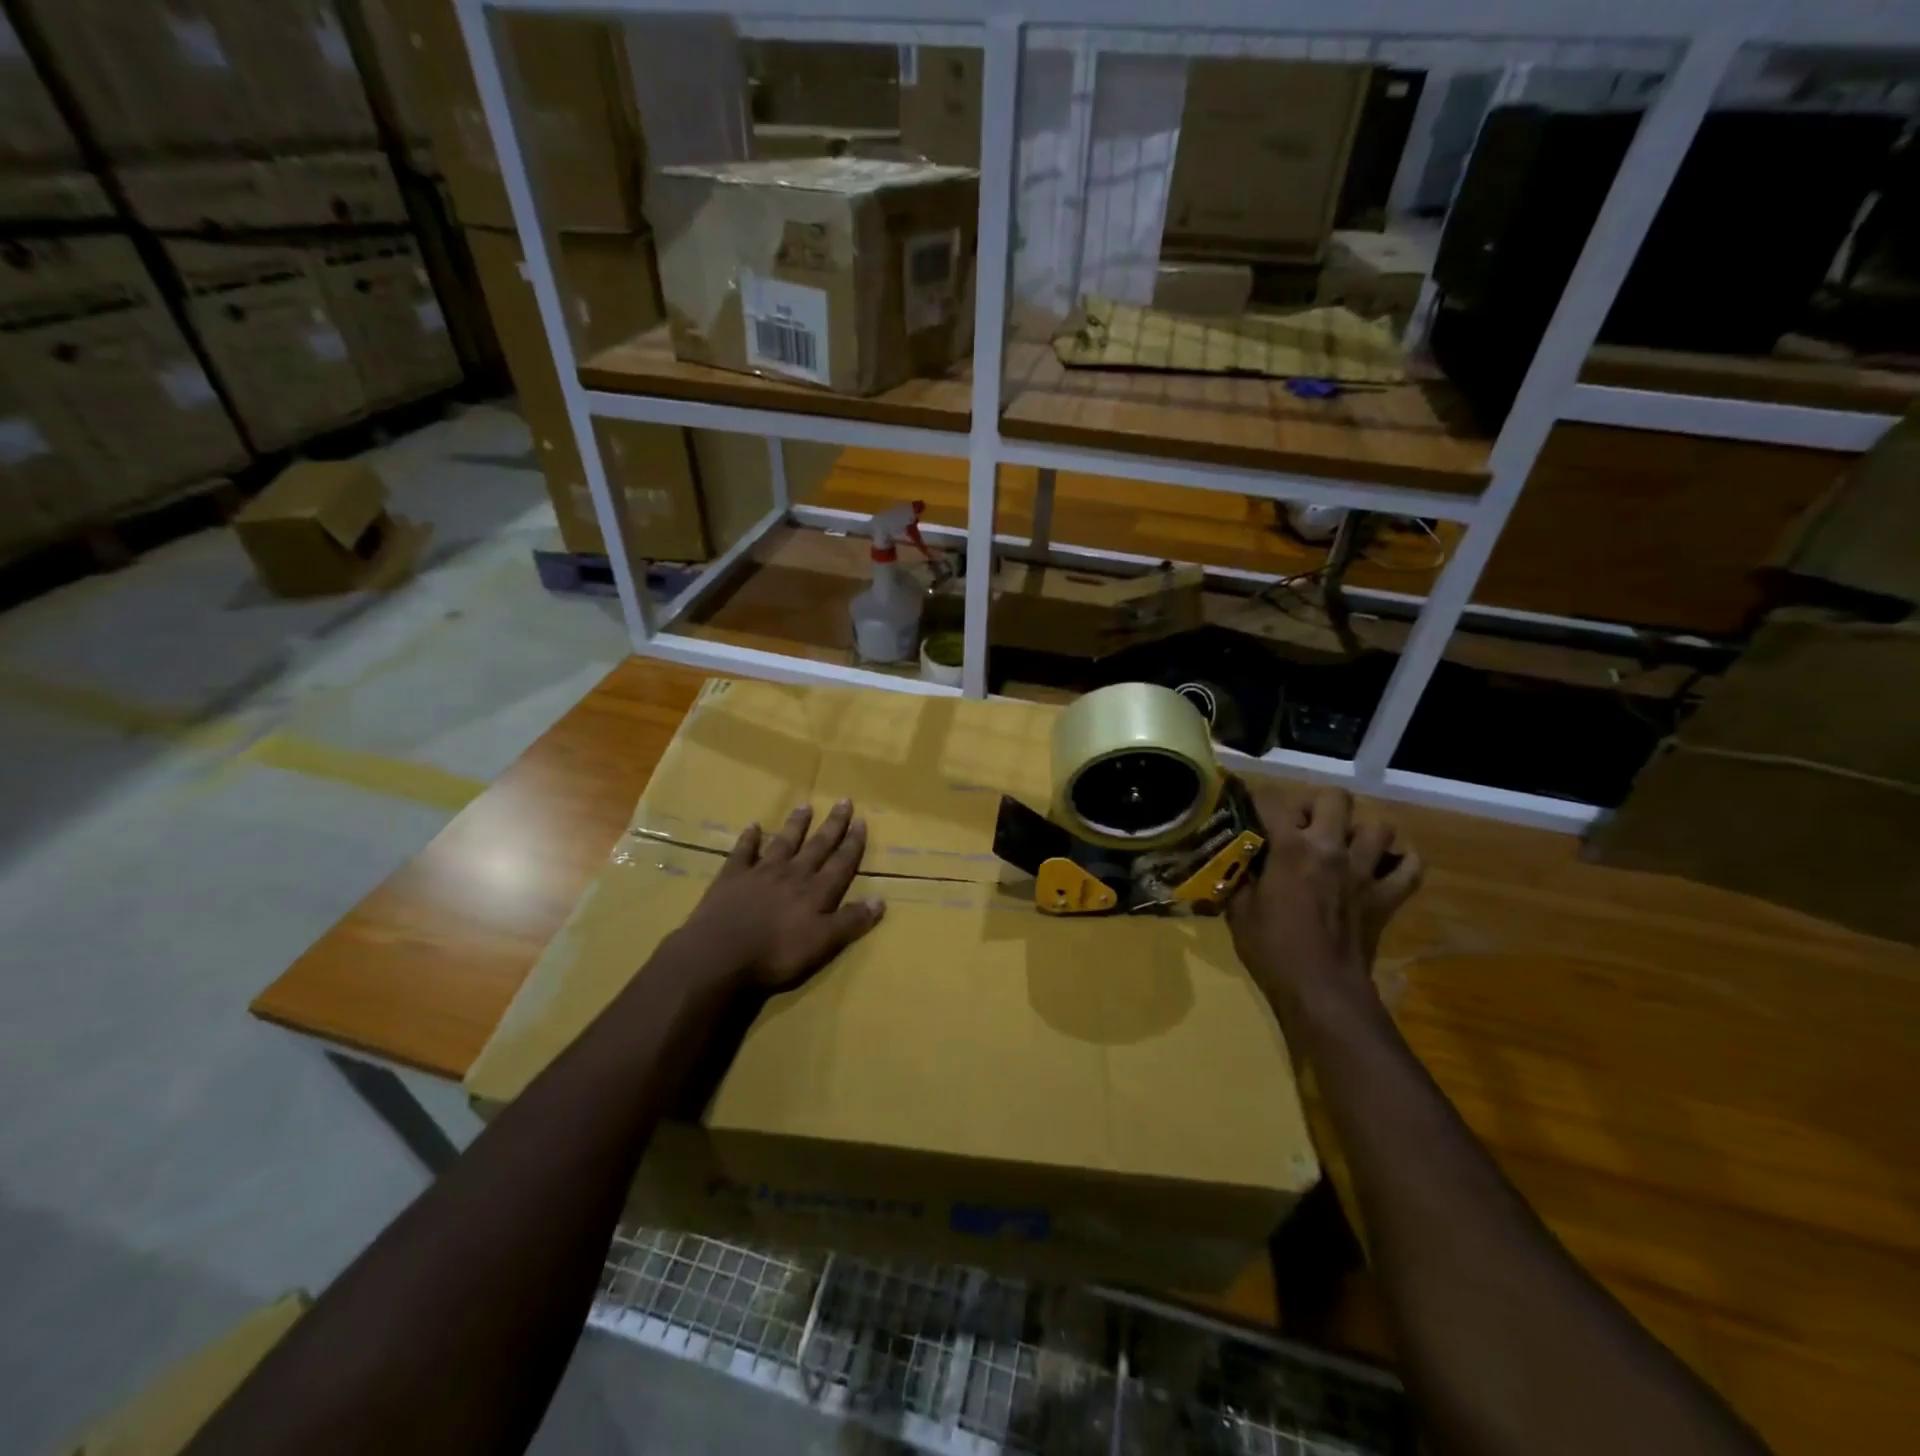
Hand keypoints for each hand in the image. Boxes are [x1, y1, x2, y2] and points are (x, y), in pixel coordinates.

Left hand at [677, 800, 885, 992]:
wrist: (719, 954)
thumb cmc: (776, 955)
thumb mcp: (823, 945)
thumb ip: (850, 922)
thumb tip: (880, 900)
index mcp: (816, 892)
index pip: (841, 863)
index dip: (853, 843)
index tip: (861, 820)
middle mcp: (792, 875)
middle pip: (817, 846)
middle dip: (832, 825)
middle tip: (843, 801)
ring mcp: (760, 873)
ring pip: (783, 842)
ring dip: (796, 825)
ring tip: (805, 806)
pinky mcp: (732, 877)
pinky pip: (743, 852)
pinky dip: (749, 838)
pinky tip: (753, 826)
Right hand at [1227, 784, 1421, 1014]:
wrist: (1321, 991)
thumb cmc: (1272, 950)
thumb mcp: (1239, 909)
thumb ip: (1241, 876)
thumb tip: (1238, 859)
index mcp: (1290, 848)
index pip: (1272, 801)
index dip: (1257, 800)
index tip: (1248, 808)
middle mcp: (1331, 848)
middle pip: (1334, 797)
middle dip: (1316, 804)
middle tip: (1302, 824)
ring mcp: (1365, 871)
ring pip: (1378, 826)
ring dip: (1359, 830)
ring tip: (1342, 845)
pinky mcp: (1388, 896)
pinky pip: (1410, 866)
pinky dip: (1399, 862)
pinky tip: (1381, 867)